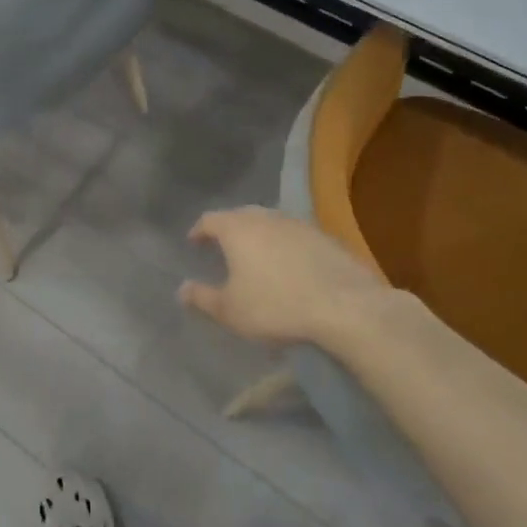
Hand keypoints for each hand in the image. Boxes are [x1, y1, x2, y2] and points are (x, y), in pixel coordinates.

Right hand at [178, 207, 390, 347]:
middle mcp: (266, 217)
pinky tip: (288, 265)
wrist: (344, 307)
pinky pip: (294, 236)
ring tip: (255, 256)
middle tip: (222, 246)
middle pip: (241, 215)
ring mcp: (299, 224)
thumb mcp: (230, 311)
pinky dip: (284, 245)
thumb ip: (202, 298)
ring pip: (270, 223)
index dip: (199, 231)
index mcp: (237, 229)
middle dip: (229, 229)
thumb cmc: (275, 306)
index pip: (210, 220)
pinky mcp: (325, 237)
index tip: (193, 242)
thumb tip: (182, 288)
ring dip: (259, 235)